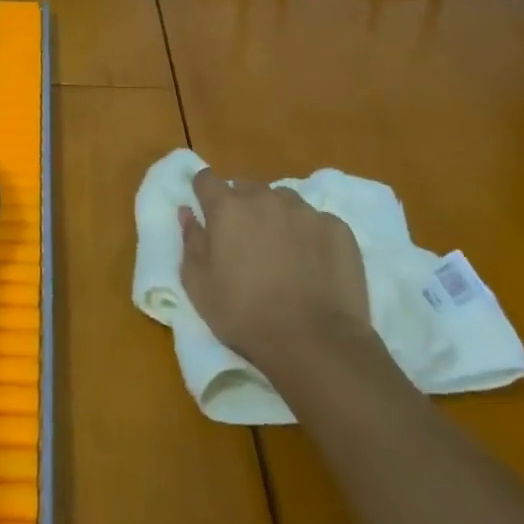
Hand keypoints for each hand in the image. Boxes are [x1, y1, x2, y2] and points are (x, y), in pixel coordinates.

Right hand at [180, 169, 374, 370]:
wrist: (315, 343)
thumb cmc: (245, 315)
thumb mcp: (199, 286)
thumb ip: (190, 241)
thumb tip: (187, 211)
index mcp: (228, 207)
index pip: (206, 180)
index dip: (203, 192)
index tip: (206, 210)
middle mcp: (265, 198)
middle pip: (246, 189)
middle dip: (241, 207)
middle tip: (245, 242)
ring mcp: (305, 211)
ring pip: (283, 201)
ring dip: (276, 217)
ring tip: (282, 252)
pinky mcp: (337, 228)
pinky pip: (316, 221)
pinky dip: (310, 235)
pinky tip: (313, 265)